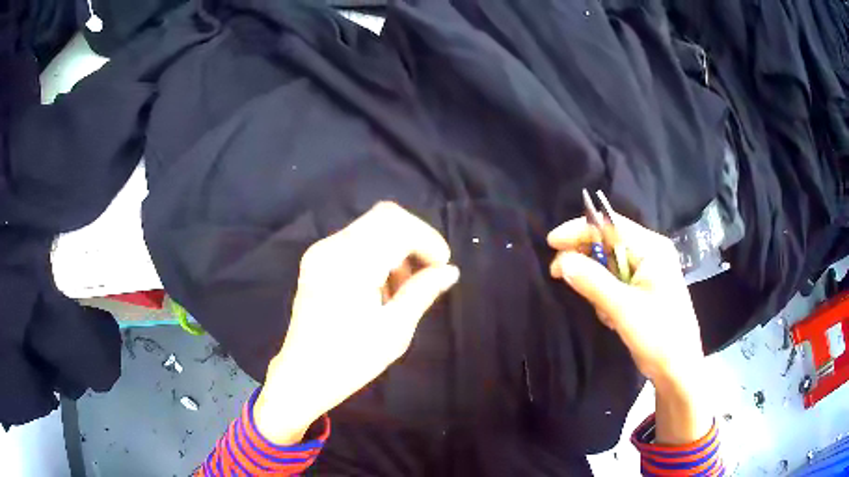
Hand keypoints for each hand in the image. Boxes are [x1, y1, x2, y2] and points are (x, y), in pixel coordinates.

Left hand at [254, 202, 458, 444]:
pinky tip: (381, 288)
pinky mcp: (316, 260)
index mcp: (349, 264)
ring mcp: (320, 252)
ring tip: (404, 289)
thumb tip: (450, 270)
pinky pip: (356, 242)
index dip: (427, 238)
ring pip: (370, 228)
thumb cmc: (350, 360)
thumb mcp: (394, 330)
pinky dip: (377, 255)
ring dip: (396, 248)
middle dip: (414, 239)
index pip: (396, 223)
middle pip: (384, 217)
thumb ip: (422, 292)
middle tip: (428, 273)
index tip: (442, 266)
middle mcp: (331, 247)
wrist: (303, 377)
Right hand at [548, 213, 711, 443]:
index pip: (610, 225)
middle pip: (609, 243)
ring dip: (597, 283)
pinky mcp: (644, 290)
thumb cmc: (658, 336)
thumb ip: (592, 281)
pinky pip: (616, 282)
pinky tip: (611, 317)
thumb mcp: (623, 308)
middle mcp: (651, 253)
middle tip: (558, 274)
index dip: (579, 230)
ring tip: (602, 311)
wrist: (678, 369)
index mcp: (652, 248)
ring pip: (610, 265)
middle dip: (585, 259)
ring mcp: (649, 272)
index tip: (551, 243)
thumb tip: (561, 261)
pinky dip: (606, 295)